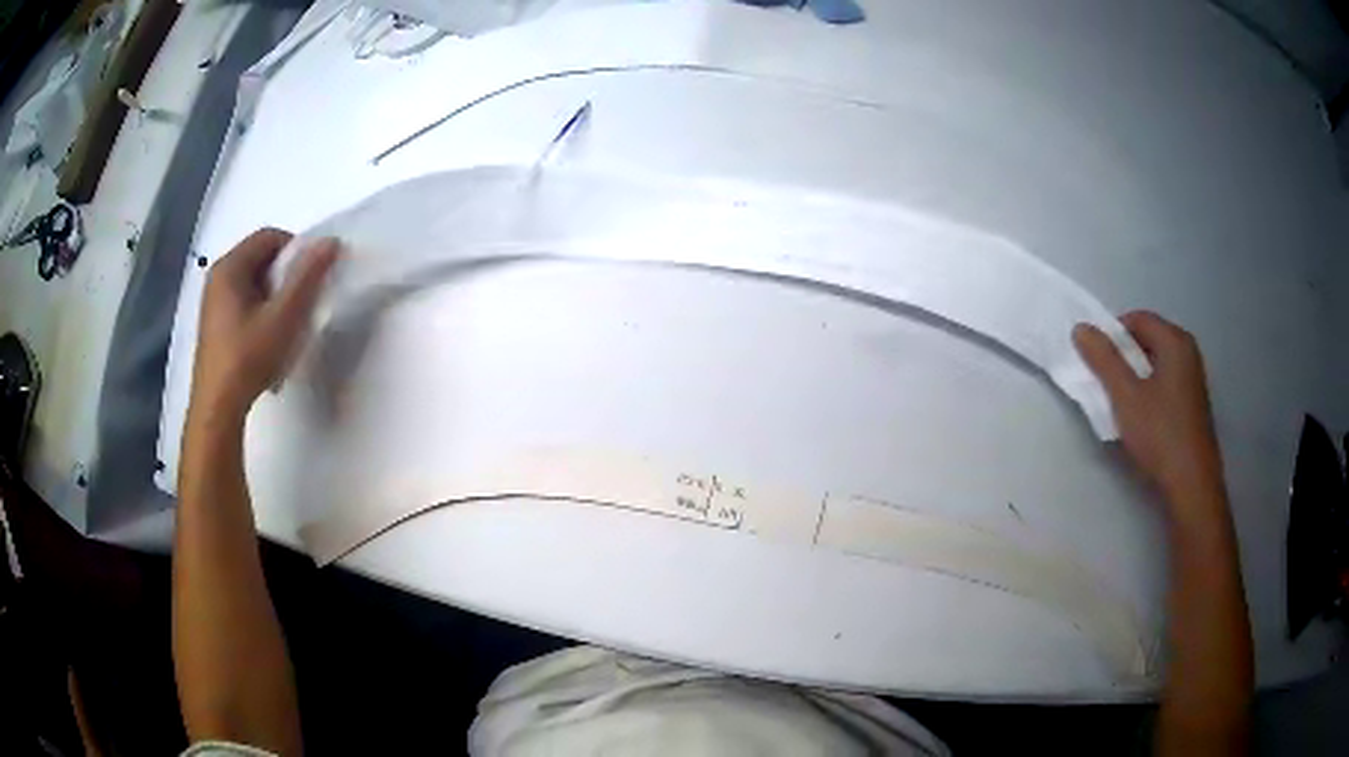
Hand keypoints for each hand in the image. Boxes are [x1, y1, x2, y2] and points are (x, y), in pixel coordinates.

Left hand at [191, 228, 338, 420]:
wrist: (217, 408)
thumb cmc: (248, 357)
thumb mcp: (283, 316)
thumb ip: (307, 276)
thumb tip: (331, 241)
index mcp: (230, 267)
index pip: (269, 237)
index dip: (296, 250)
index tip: (311, 278)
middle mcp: (217, 277)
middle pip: (260, 258)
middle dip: (285, 275)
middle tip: (301, 302)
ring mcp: (213, 302)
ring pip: (253, 282)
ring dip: (275, 295)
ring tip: (286, 325)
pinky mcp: (214, 325)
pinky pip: (243, 302)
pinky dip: (261, 311)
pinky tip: (268, 340)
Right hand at [1073, 311, 1226, 520]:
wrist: (1191, 483)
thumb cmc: (1160, 434)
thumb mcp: (1126, 397)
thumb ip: (1104, 360)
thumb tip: (1081, 327)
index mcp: (1175, 341)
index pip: (1137, 318)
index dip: (1113, 335)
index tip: (1098, 363)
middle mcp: (1188, 350)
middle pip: (1148, 338)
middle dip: (1125, 356)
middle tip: (1108, 384)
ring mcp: (1194, 376)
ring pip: (1157, 361)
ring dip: (1136, 375)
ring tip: (1124, 403)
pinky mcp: (1194, 400)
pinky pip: (1166, 380)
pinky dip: (1150, 389)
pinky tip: (1143, 417)